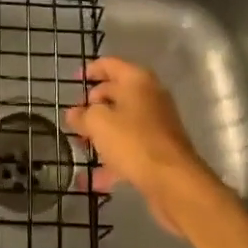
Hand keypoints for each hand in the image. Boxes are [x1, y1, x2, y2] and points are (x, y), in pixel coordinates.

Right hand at [65, 58, 210, 235]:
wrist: (174, 182)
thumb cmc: (134, 141)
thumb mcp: (99, 123)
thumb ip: (83, 115)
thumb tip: (74, 114)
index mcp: (137, 80)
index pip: (109, 64)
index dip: (90, 70)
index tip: (73, 81)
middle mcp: (150, 97)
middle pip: (115, 94)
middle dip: (92, 106)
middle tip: (74, 120)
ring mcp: (156, 125)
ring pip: (122, 123)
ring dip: (100, 134)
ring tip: (79, 147)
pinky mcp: (159, 151)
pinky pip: (129, 148)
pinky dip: (112, 160)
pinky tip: (91, 180)